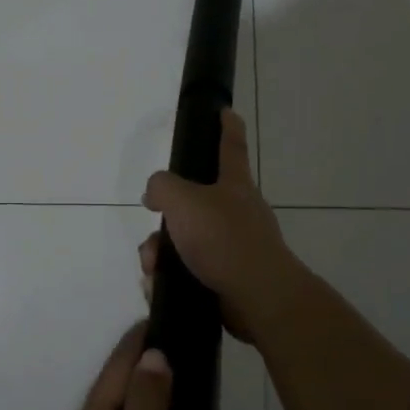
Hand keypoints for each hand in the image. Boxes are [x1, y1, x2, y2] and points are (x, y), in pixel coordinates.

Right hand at [140, 109, 301, 342]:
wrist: (258, 298)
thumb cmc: (224, 239)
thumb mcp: (183, 201)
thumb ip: (162, 187)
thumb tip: (155, 194)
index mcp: (234, 185)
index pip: (230, 146)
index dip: (226, 127)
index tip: (225, 111)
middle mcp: (237, 211)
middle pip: (193, 202)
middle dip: (167, 216)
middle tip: (152, 228)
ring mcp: (234, 246)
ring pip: (185, 240)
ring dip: (161, 252)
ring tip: (152, 267)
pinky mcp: (228, 278)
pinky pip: (189, 270)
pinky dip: (170, 276)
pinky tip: (160, 286)